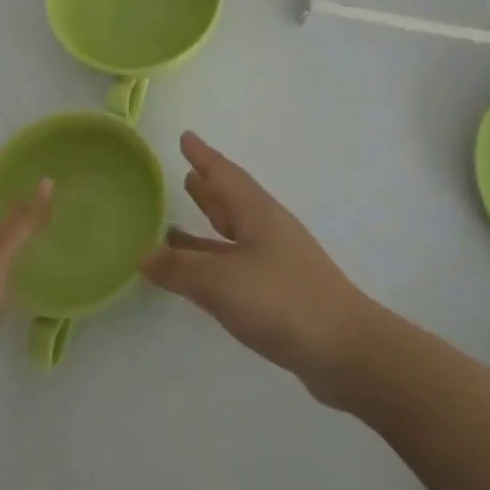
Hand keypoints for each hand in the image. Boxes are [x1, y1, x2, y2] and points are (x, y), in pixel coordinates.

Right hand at [142, 131, 379, 399]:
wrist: (346, 351)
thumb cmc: (283, 302)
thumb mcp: (222, 282)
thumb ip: (180, 268)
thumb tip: (144, 254)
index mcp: (257, 214)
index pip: (225, 175)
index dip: (203, 156)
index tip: (186, 137)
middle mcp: (268, 231)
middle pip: (232, 201)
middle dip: (208, 188)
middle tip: (184, 173)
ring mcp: (276, 263)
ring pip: (233, 234)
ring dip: (208, 225)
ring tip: (174, 224)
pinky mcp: (279, 293)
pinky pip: (236, 264)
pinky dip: (213, 261)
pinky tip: (199, 275)